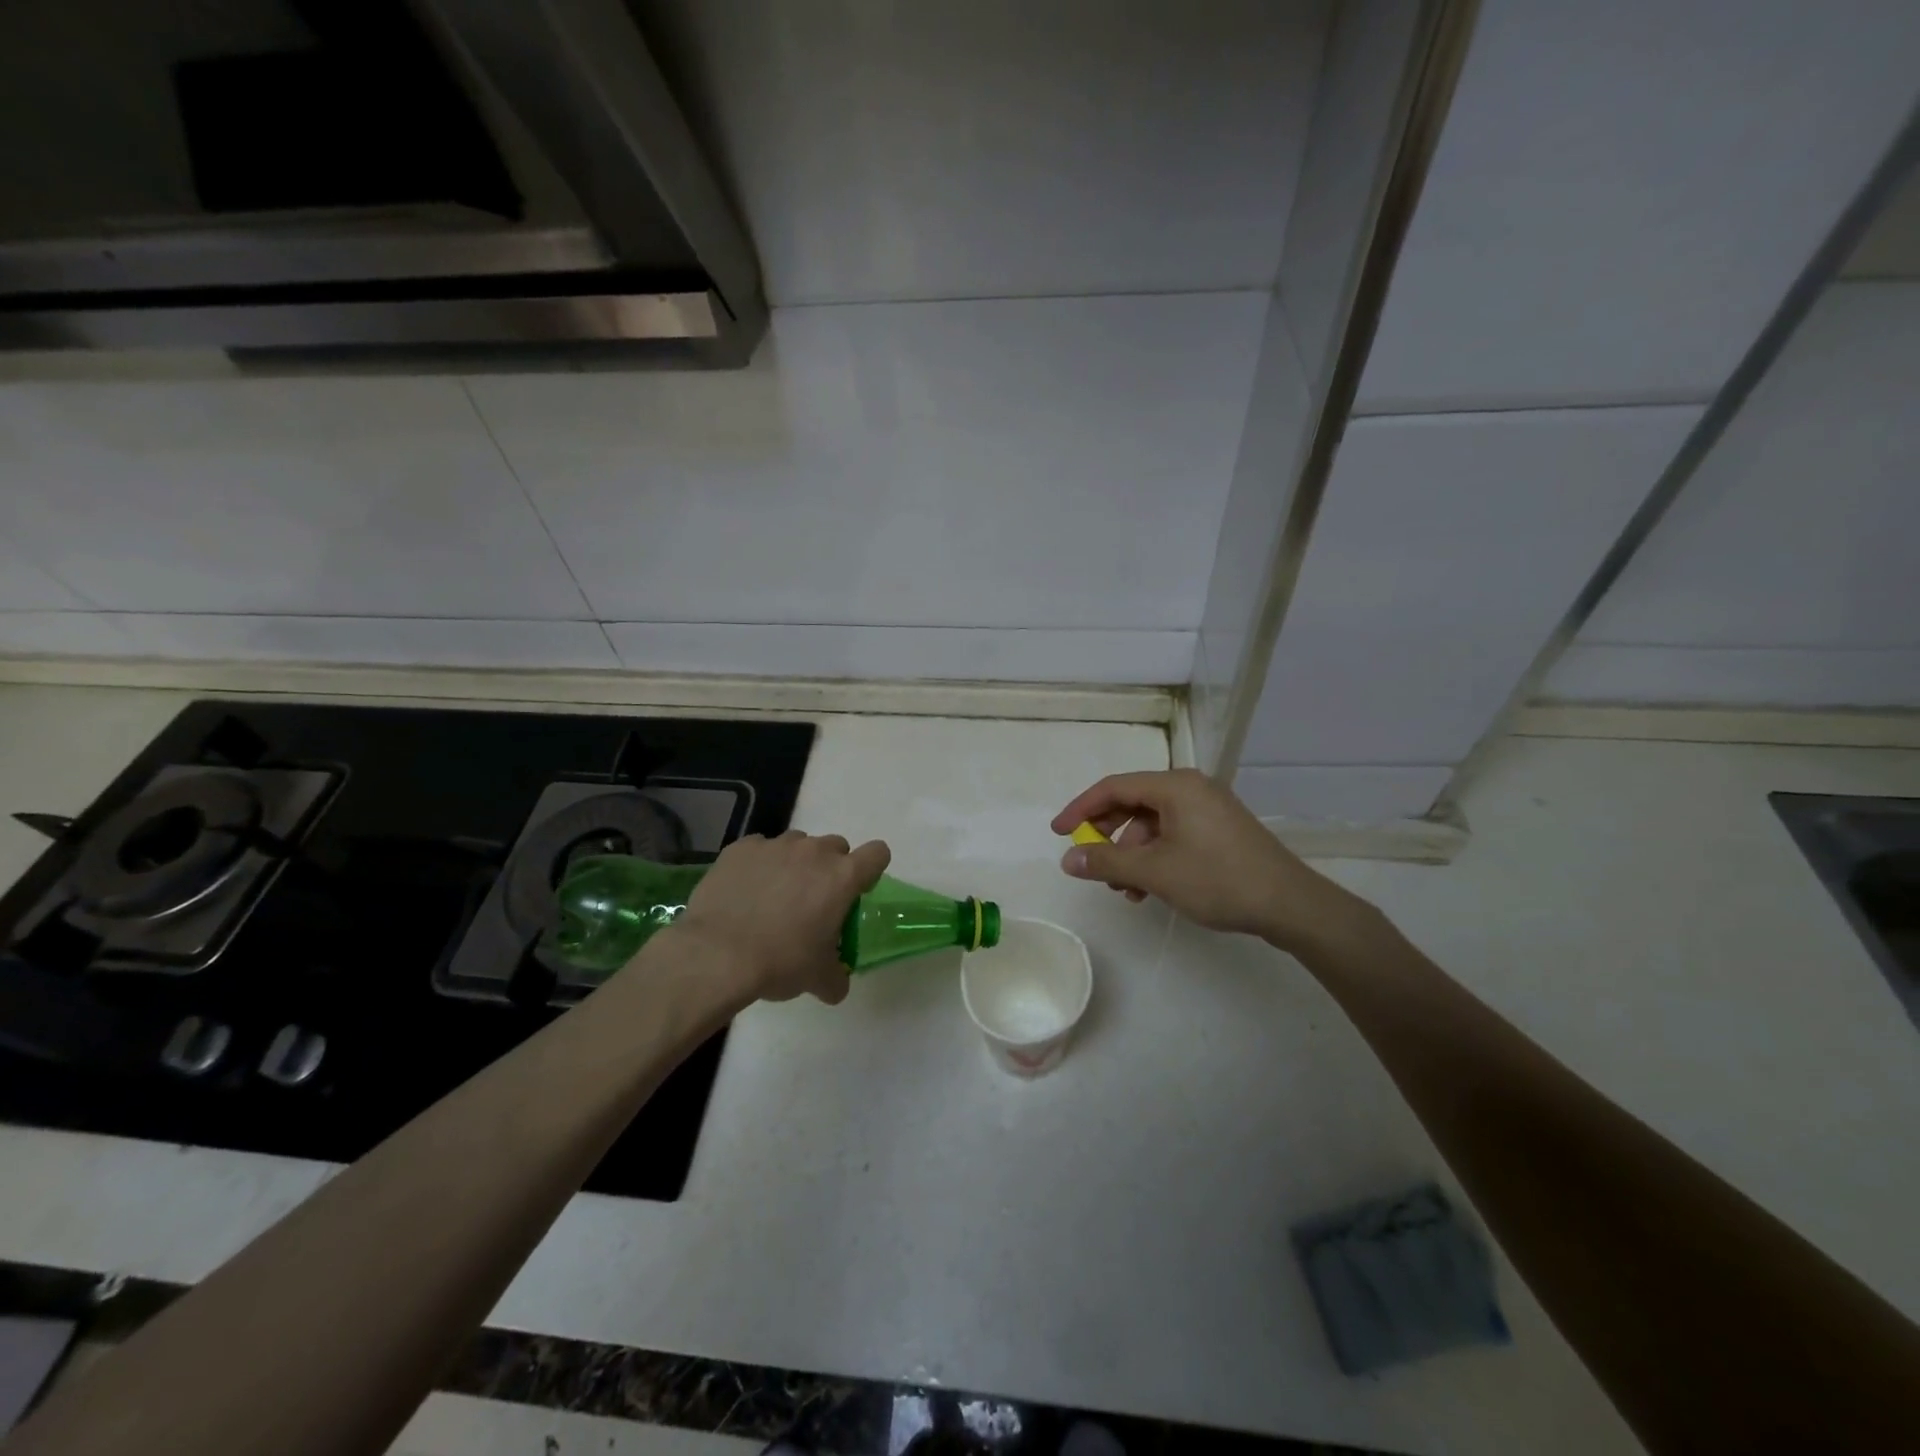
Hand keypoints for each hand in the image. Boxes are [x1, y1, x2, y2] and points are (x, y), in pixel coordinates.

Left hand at [669, 830, 890, 1004]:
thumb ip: (836, 977)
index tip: (856, 892)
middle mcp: (814, 851)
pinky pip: (760, 849)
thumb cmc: (780, 961)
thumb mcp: (817, 978)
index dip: (871, 871)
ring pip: (797, 845)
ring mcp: (776, 845)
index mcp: (842, 877)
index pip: (877, 854)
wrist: (716, 955)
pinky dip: (759, 865)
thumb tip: (837, 985)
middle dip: (830, 869)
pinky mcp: (741, 848)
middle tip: (813, 902)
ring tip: (774, 897)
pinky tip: (745, 891)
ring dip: (794, 864)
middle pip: (836, 847)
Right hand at [1051, 769, 1371, 955]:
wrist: (1289, 905)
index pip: (1113, 787)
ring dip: (1131, 853)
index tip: (1058, 834)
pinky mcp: (1220, 830)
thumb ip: (1106, 862)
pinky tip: (1149, 888)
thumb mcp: (1154, 872)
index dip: (1080, 809)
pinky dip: (1154, 857)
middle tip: (1091, 862)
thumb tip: (1067, 859)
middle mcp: (1191, 788)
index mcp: (1174, 786)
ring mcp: (1208, 808)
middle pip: (1132, 802)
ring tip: (1125, 889)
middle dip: (1107, 835)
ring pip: (1152, 823)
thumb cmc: (1218, 879)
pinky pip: (1173, 834)